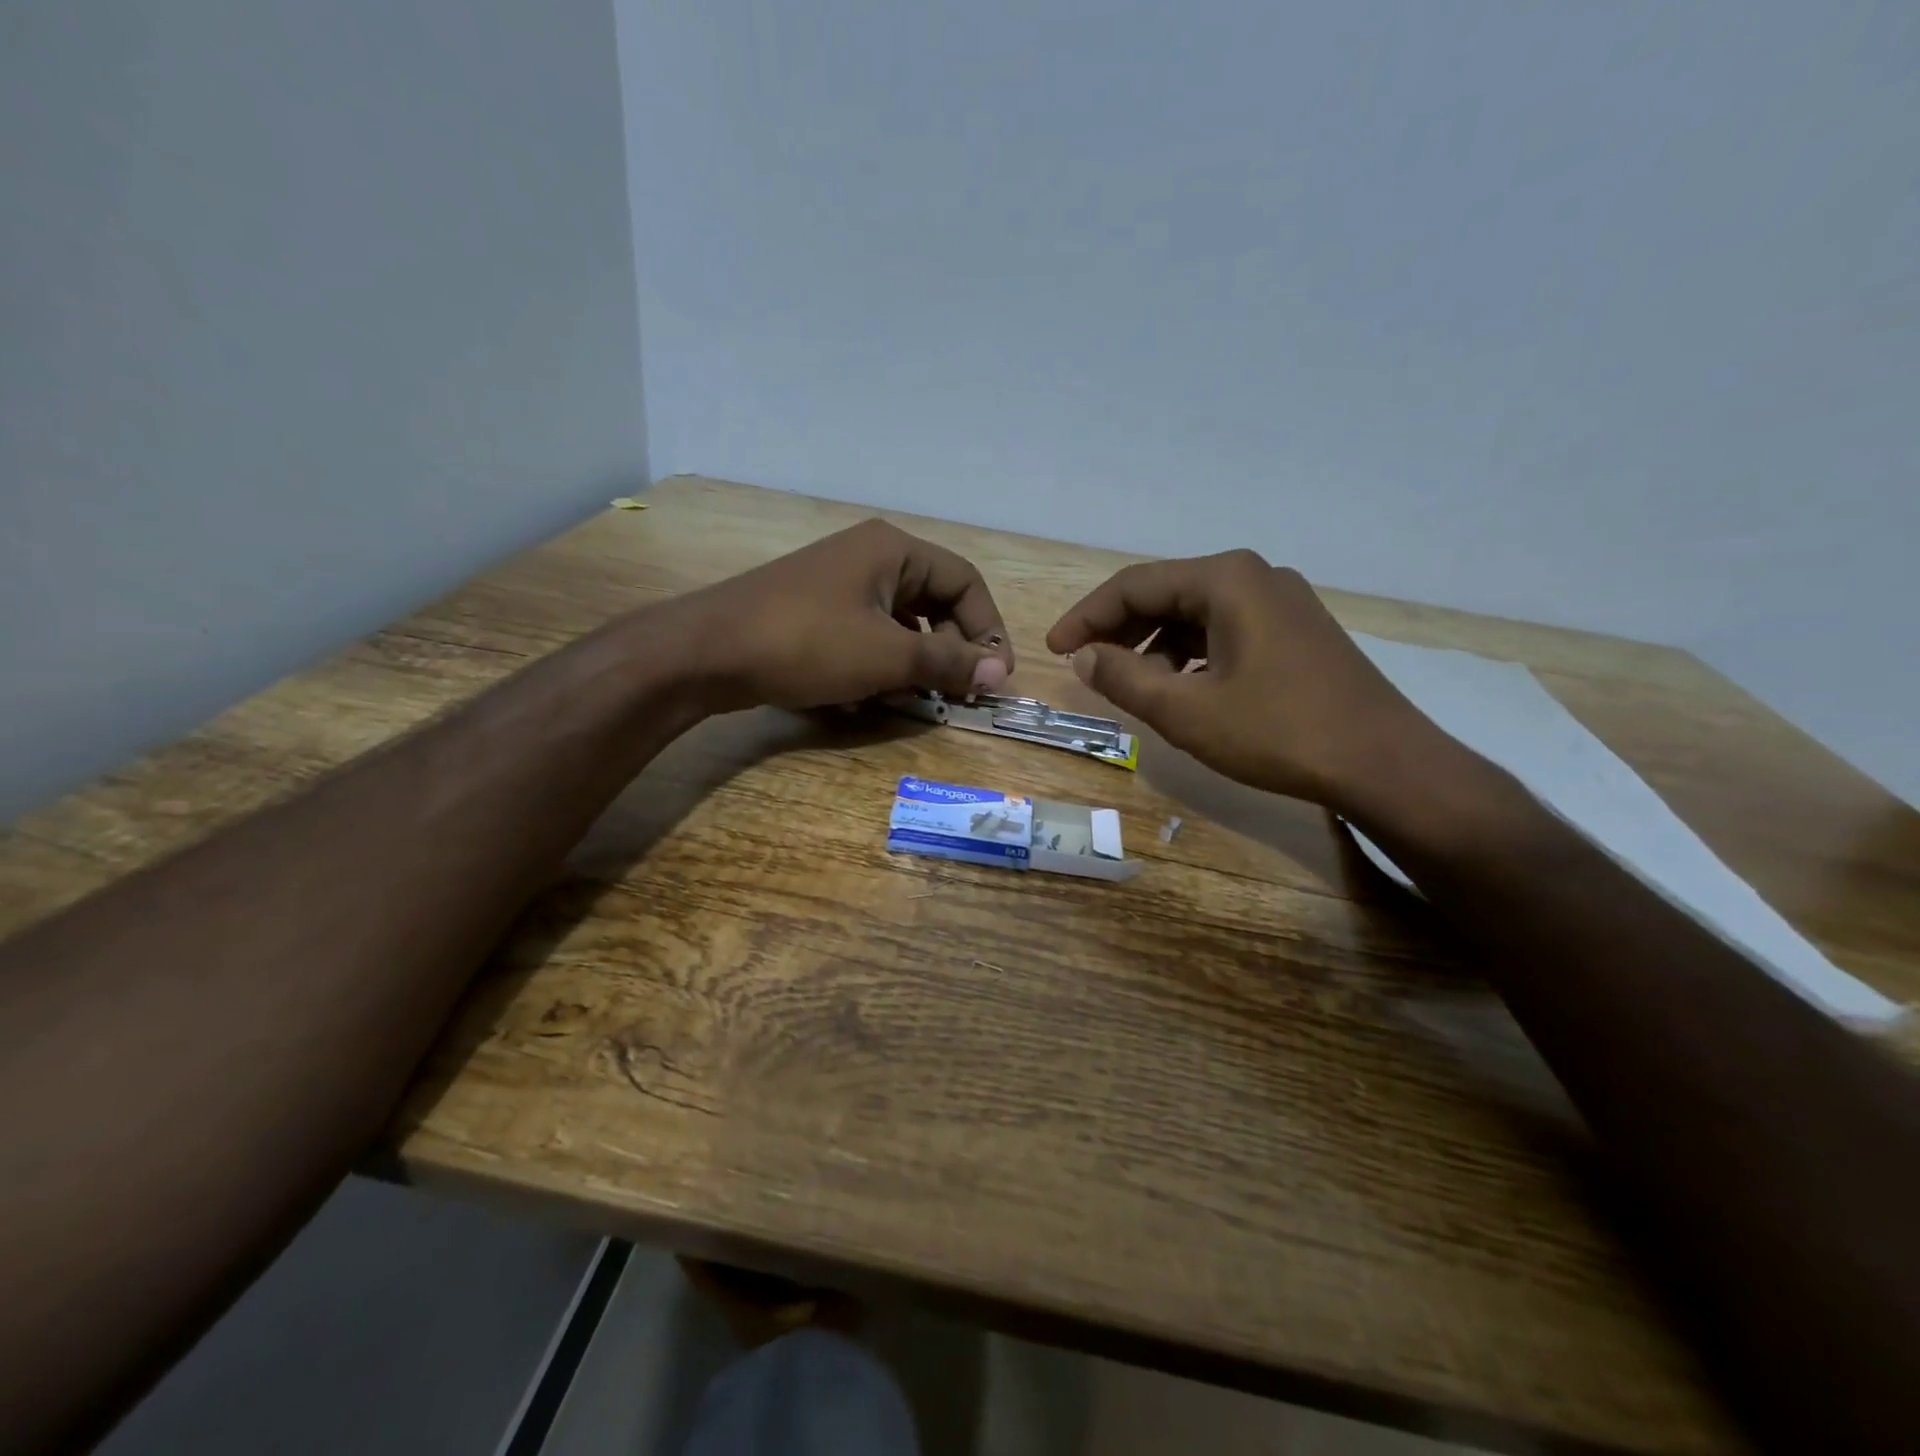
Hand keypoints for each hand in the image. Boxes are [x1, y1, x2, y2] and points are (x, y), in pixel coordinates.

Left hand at [675, 519, 1013, 711]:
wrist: (706, 652)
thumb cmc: (807, 643)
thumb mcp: (887, 655)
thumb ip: (948, 661)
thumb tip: (1001, 673)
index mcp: (894, 550)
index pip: (965, 582)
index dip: (988, 629)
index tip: (995, 676)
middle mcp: (869, 558)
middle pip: (933, 603)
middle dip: (946, 653)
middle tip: (954, 695)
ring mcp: (838, 585)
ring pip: (899, 626)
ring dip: (910, 667)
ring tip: (902, 701)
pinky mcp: (814, 614)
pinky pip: (865, 638)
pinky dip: (874, 668)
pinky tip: (861, 700)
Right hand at [1045, 551, 1441, 811]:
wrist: (1384, 763)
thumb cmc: (1277, 732)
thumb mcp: (1185, 710)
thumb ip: (1124, 678)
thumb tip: (1083, 656)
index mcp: (1226, 579)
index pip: (1133, 585)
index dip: (1086, 617)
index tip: (1054, 649)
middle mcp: (1255, 576)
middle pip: (1165, 593)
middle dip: (1119, 630)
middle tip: (1084, 665)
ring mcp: (1283, 602)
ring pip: (1196, 614)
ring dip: (1154, 645)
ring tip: (1131, 685)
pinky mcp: (1297, 632)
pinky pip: (1225, 631)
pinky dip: (1191, 654)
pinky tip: (1182, 688)